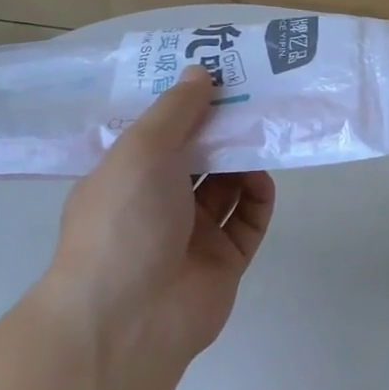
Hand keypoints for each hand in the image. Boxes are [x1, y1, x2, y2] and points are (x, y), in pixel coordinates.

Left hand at [40, 68, 276, 367]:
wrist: (129, 318)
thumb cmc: (124, 221)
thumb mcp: (141, 151)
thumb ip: (175, 110)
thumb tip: (200, 71)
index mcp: (127, 175)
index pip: (160, 131)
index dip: (187, 103)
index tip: (218, 73)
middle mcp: (158, 202)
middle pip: (198, 156)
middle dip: (223, 128)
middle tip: (255, 96)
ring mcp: (191, 234)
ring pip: (226, 186)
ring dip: (243, 160)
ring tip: (264, 133)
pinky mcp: (224, 260)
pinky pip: (247, 220)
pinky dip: (257, 198)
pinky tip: (263, 179)